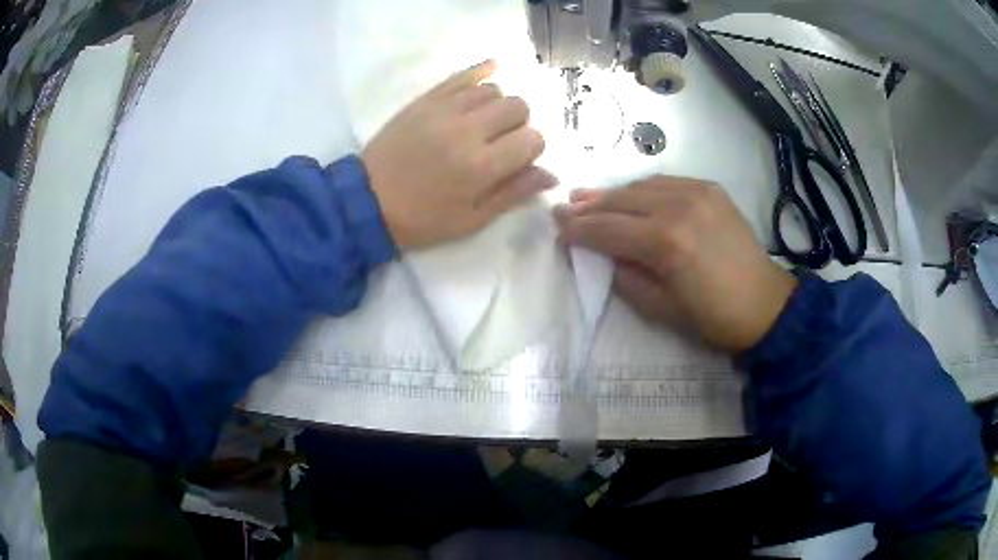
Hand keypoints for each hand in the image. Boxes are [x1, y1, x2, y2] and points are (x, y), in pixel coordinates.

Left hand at [361, 60, 554, 249]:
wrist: (367, 202)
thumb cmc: (422, 219)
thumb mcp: (471, 220)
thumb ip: (513, 193)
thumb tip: (551, 174)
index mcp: (481, 167)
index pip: (533, 139)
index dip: (533, 148)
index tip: (519, 159)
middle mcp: (468, 130)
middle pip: (518, 106)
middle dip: (520, 124)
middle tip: (502, 141)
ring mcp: (444, 110)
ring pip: (493, 89)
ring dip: (498, 105)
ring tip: (485, 122)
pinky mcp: (426, 100)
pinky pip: (462, 75)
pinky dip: (481, 72)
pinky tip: (491, 71)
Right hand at [554, 177, 797, 352]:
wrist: (765, 304)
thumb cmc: (713, 317)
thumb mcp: (660, 309)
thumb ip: (626, 277)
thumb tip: (604, 254)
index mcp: (666, 243)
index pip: (608, 229)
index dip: (579, 229)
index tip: (557, 227)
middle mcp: (678, 207)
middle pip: (621, 201)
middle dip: (589, 206)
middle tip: (566, 208)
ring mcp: (697, 193)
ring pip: (642, 185)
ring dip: (614, 194)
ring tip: (590, 198)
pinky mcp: (710, 189)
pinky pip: (666, 182)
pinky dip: (643, 188)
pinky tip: (632, 196)